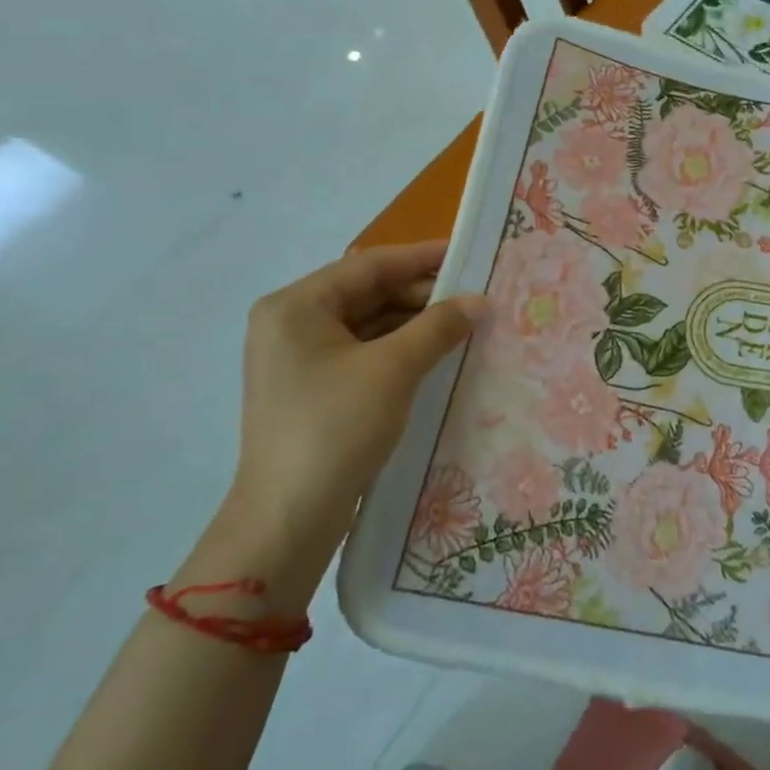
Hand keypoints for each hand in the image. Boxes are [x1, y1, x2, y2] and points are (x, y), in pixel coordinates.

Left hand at [230, 241, 481, 568]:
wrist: (289, 517)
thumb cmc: (335, 428)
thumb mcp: (393, 370)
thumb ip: (438, 327)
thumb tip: (480, 301)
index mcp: (296, 307)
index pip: (369, 266)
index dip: (422, 257)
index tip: (469, 251)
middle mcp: (292, 324)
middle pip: (368, 293)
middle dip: (422, 294)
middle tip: (476, 295)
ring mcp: (301, 359)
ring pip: (369, 324)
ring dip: (416, 323)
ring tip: (467, 323)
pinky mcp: (315, 389)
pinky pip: (365, 353)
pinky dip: (401, 349)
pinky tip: (439, 354)